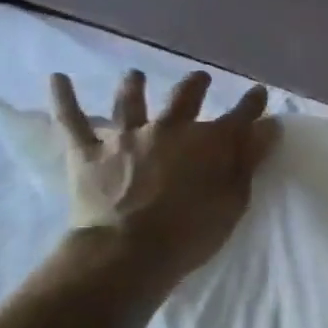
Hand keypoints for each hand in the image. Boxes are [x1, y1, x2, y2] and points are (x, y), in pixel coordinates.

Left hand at [50, 69, 278, 286]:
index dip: (252, 103)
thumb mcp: (235, 199)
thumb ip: (250, 160)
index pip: (240, 116)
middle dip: (195, 86)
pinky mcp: (88, 152)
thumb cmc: (193, 231)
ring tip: (136, 76)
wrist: (129, 250)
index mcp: (209, 142)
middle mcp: (168, 129)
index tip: (258, 92)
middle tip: (200, 78)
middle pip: (184, 98)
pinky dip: (64, 98)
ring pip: (130, 102)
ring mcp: (125, 137)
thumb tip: (269, 126)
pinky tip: (58, 79)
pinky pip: (72, 120)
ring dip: (134, 86)